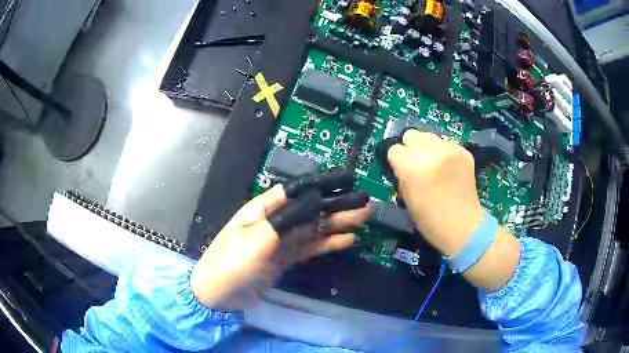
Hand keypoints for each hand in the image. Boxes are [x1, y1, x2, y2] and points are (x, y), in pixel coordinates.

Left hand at [190, 184, 369, 309]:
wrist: (219, 295)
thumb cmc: (231, 262)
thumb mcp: (256, 238)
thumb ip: (286, 220)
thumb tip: (313, 200)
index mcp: (263, 209)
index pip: (295, 191)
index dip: (320, 186)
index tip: (346, 182)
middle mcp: (275, 222)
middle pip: (310, 210)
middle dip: (337, 206)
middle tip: (364, 203)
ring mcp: (281, 241)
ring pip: (314, 229)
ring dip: (338, 224)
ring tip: (363, 218)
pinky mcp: (286, 259)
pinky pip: (311, 248)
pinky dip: (329, 244)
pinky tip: (347, 240)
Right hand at [387, 130, 482, 255]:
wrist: (463, 227)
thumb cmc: (429, 220)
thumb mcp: (406, 198)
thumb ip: (402, 175)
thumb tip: (402, 162)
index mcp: (412, 167)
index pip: (394, 149)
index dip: (396, 161)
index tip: (402, 170)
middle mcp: (431, 152)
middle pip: (411, 135)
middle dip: (411, 148)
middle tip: (417, 164)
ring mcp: (450, 150)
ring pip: (429, 136)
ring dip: (427, 147)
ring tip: (434, 164)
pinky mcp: (464, 151)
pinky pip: (446, 143)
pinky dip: (443, 152)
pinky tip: (448, 168)